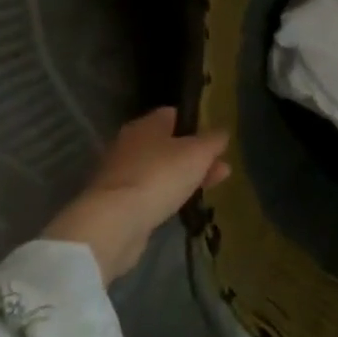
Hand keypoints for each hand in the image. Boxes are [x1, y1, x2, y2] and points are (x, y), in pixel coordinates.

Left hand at [43, 108, 229, 283]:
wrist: (116, 222)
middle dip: (195, 156)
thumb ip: (213, 140)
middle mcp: (129, 144)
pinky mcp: (118, 202)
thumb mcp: (198, 153)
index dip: (196, 124)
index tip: (214, 139)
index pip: (172, 115)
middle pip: (168, 144)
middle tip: (220, 167)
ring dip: (185, 176)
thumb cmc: (160, 175)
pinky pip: (151, 192)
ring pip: (161, 170)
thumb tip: (221, 133)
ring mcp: (122, 174)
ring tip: (211, 188)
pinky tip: (185, 204)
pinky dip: (168, 195)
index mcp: (146, 125)